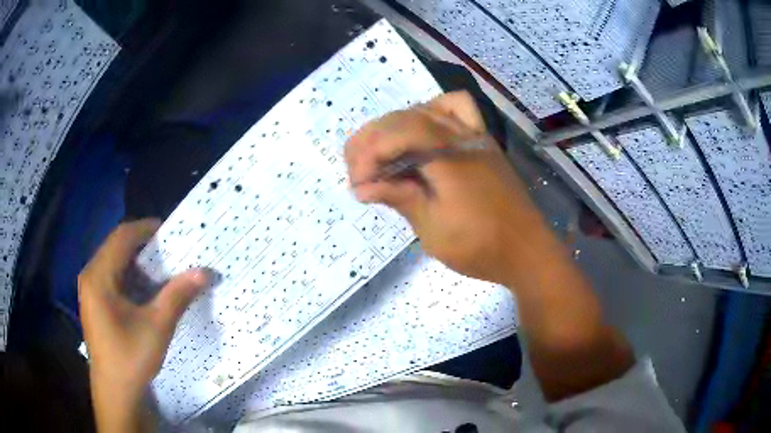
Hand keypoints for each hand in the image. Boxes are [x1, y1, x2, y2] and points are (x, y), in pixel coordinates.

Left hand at [78, 219, 209, 430]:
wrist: (115, 391)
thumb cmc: (131, 358)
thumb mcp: (157, 327)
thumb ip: (177, 296)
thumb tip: (204, 272)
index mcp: (99, 277)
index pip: (122, 237)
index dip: (146, 228)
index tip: (170, 231)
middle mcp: (90, 276)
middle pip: (116, 246)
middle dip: (142, 245)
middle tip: (169, 251)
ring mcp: (89, 289)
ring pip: (113, 261)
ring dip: (136, 261)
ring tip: (159, 269)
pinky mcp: (93, 302)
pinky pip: (110, 276)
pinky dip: (128, 275)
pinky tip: (143, 291)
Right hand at [345, 91, 543, 284]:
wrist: (527, 251)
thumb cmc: (481, 247)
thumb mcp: (433, 230)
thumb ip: (400, 198)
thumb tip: (362, 187)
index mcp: (449, 159)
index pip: (398, 133)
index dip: (368, 152)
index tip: (356, 184)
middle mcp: (462, 136)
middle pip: (406, 117)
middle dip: (373, 140)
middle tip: (360, 173)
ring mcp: (475, 135)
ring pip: (427, 108)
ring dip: (397, 125)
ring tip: (383, 152)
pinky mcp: (482, 141)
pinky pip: (458, 109)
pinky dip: (432, 113)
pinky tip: (421, 134)